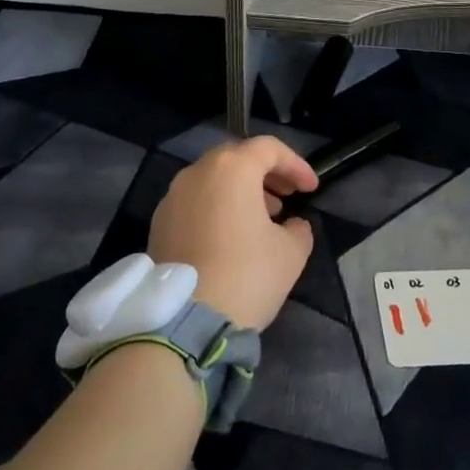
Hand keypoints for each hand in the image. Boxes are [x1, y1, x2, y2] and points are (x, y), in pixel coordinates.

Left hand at [149, 136, 317, 330]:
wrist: (185, 321)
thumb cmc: (246, 275)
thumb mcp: (290, 253)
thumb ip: (298, 229)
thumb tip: (292, 225)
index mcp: (232, 168)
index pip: (269, 149)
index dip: (296, 165)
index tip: (311, 189)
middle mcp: (197, 172)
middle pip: (237, 159)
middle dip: (265, 174)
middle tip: (286, 198)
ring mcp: (172, 197)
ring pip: (212, 180)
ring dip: (239, 192)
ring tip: (262, 219)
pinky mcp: (158, 223)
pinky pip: (194, 203)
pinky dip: (216, 208)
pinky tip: (231, 237)